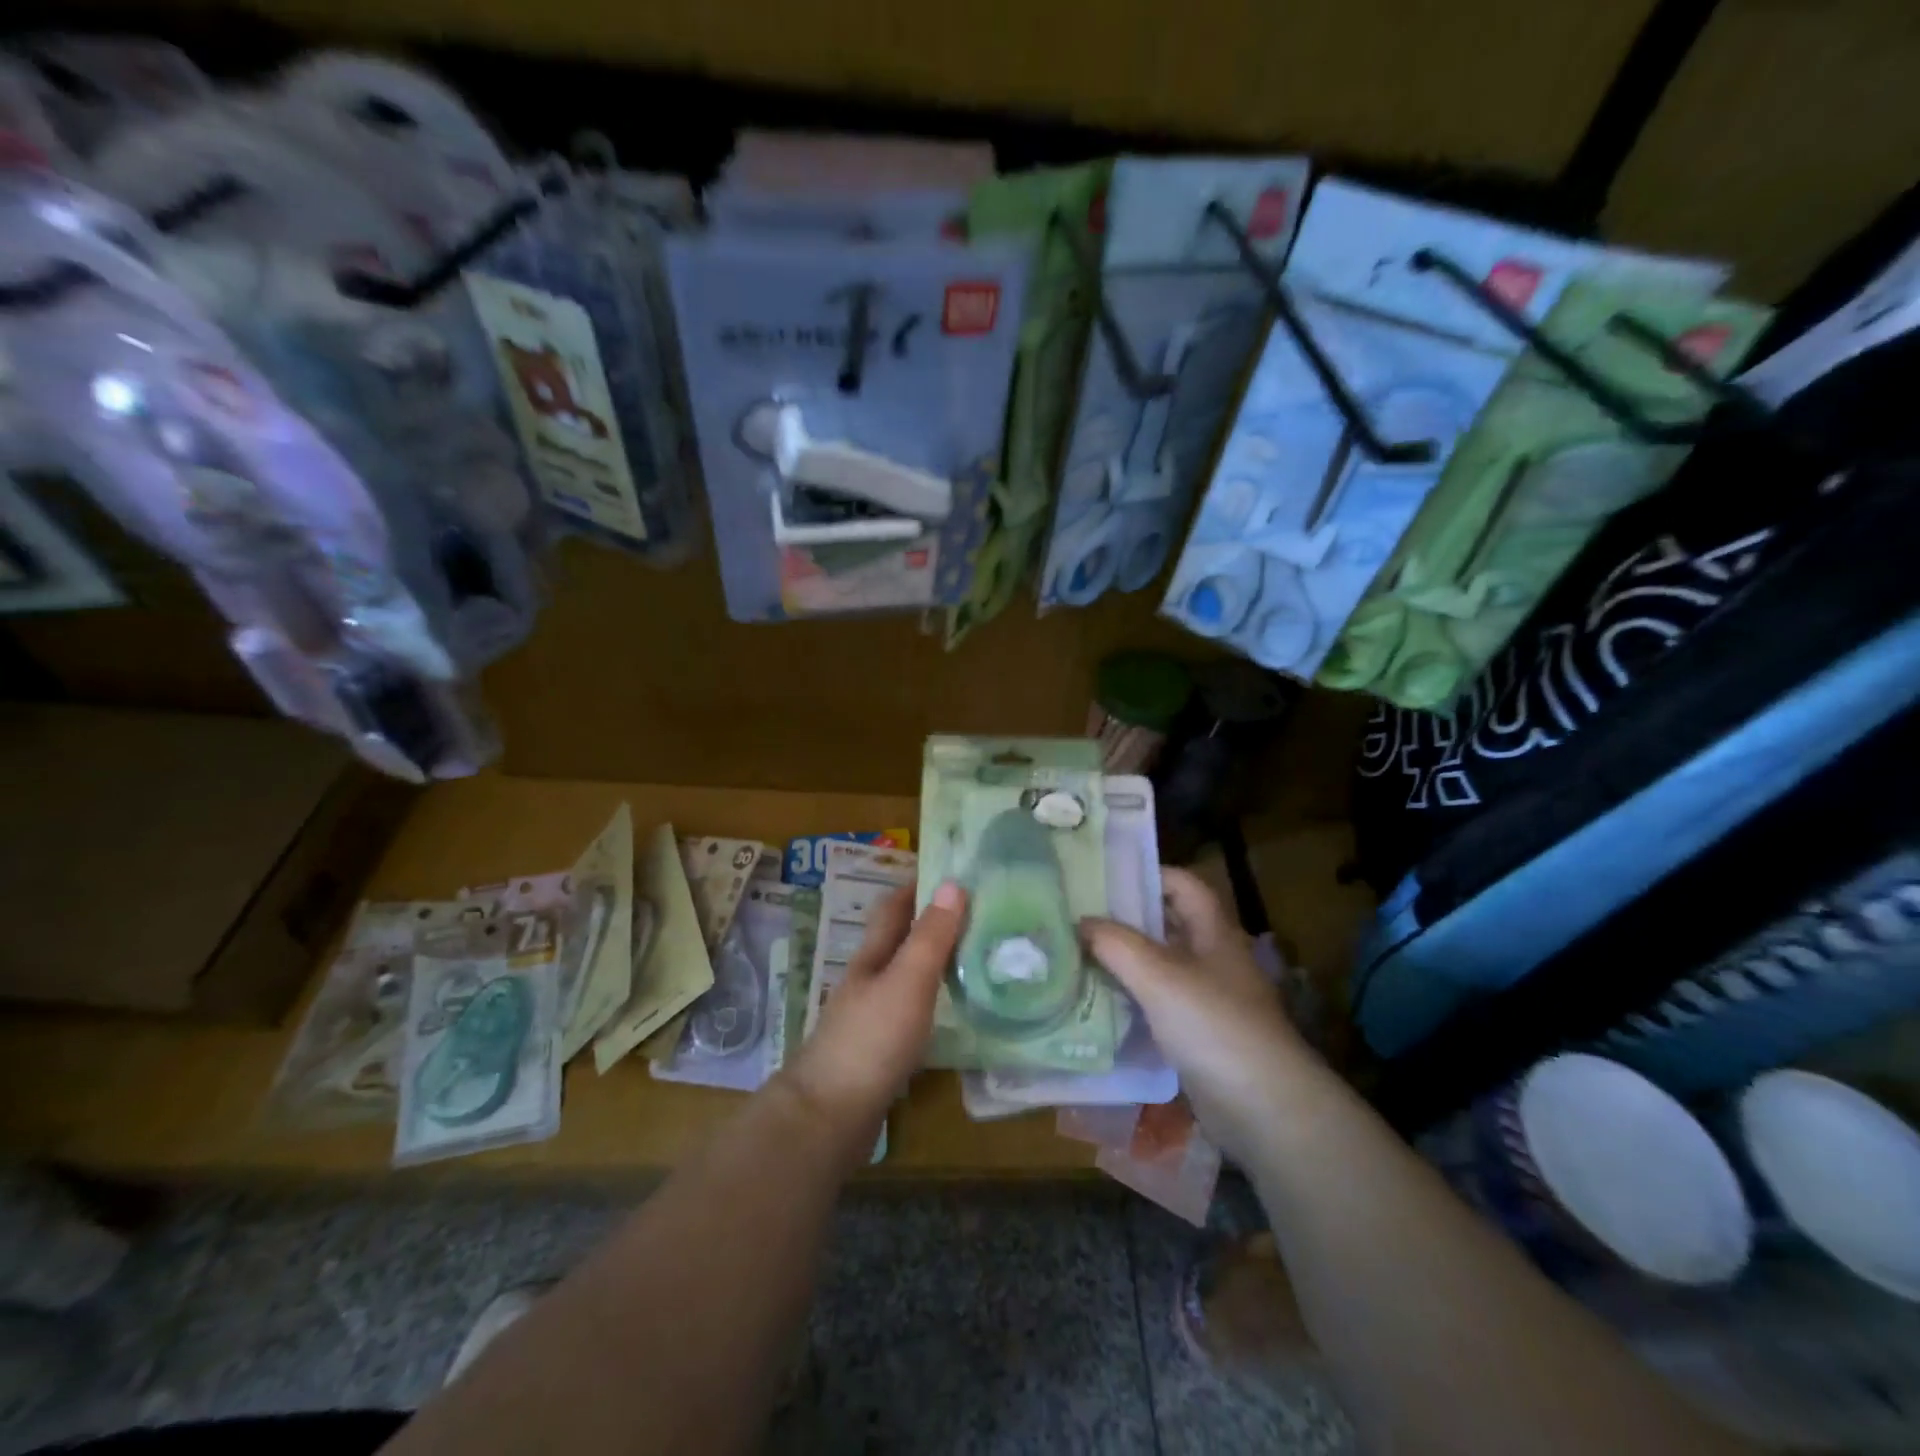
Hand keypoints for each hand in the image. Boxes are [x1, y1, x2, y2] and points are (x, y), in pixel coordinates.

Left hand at [781, 882, 964, 1131]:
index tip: (954, 870)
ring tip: (975, 954)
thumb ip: (930, 937)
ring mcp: (871, 1016)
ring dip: (934, 959)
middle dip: (932, 920)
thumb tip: (954, 883)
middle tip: (978, 911)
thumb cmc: (871, 1040)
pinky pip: (912, 1009)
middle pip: (900, 939)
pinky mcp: (879, 1050)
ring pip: (906, 975)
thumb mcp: (907, 981)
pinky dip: (934, 998)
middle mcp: (869, 979)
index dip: (918, 884)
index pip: (894, 907)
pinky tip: (953, 1009)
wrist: (828, 1116)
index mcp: (873, 956)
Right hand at [1081, 868, 1313, 1160]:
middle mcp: (1213, 959)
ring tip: (1076, 954)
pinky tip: (1097, 1001)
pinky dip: (1131, 998)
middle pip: (1167, 925)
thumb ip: (1117, 944)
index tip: (1101, 876)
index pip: (1182, 884)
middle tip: (1077, 915)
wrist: (1265, 1110)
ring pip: (1159, 966)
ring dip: (1124, 960)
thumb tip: (1080, 922)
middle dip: (1125, 919)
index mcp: (1213, 932)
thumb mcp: (1159, 976)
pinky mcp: (1198, 1035)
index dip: (1146, 874)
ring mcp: (1207, 999)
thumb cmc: (1214, 1026)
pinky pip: (1158, 1004)